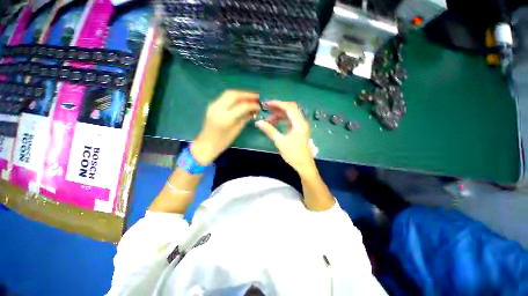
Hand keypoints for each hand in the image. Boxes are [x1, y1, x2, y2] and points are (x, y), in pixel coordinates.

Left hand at [191, 90, 259, 164]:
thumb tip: (253, 111)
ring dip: (240, 93)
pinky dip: (234, 97)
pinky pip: (224, 97)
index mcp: (226, 118)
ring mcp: (213, 105)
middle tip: (257, 97)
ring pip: (228, 93)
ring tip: (250, 97)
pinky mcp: (211, 105)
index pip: (242, 106)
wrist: (206, 144)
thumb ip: (245, 118)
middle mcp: (218, 108)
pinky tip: (241, 100)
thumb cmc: (223, 141)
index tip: (260, 106)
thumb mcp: (236, 131)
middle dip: (247, 94)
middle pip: (234, 95)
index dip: (253, 104)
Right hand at [255, 101, 316, 174]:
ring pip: (291, 114)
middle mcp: (302, 122)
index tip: (267, 104)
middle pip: (291, 108)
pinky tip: (276, 122)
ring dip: (280, 114)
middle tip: (267, 109)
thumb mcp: (280, 141)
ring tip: (270, 118)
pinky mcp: (300, 130)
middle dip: (279, 107)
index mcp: (299, 123)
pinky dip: (283, 119)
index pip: (289, 107)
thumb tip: (258, 122)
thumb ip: (269, 130)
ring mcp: (301, 125)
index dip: (277, 104)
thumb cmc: (293, 154)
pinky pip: (291, 120)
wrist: (304, 165)